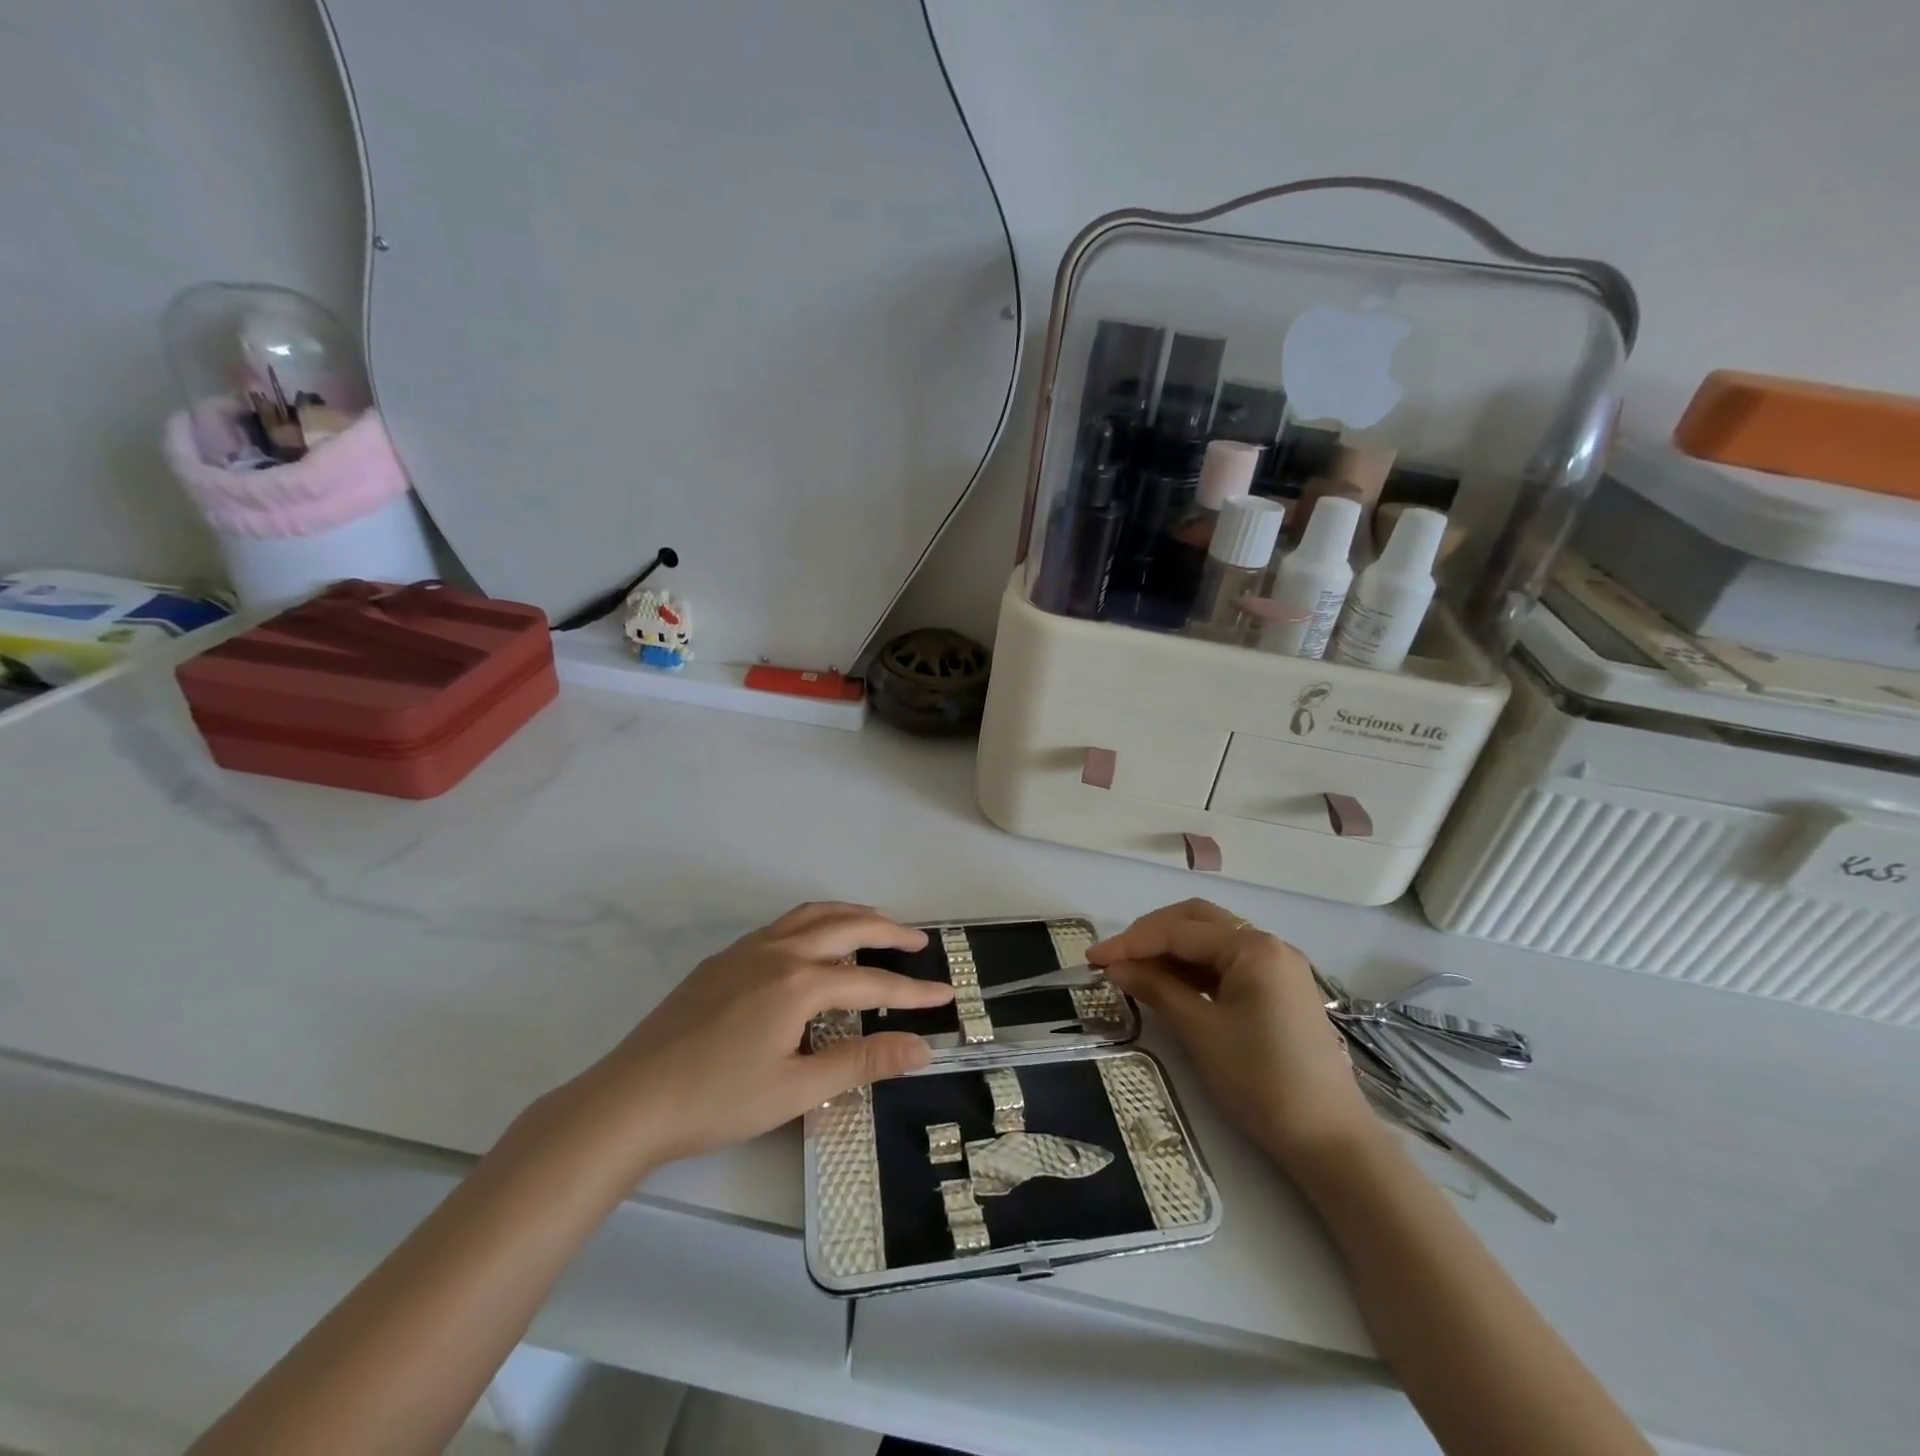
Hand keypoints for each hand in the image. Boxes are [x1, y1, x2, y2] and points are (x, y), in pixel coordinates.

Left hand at [568, 903, 953, 1166]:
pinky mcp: (723, 959)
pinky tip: (814, 945)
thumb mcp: (797, 1089)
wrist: (630, 1100)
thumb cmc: (718, 1100)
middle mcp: (778, 952)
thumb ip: (862, 1062)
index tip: (946, 994)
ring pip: (811, 915)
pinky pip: (783, 924)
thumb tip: (922, 1048)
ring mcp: (746, 950)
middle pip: (846, 925)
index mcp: (799, 983)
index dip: (913, 991)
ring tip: (875, 926)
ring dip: (850, 914)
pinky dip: (815, 922)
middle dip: (888, 931)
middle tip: (918, 942)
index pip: (872, 980)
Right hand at [1087, 899, 1375, 1165]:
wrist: (1330, 1141)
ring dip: (1171, 950)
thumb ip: (1156, 988)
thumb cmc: (1261, 1080)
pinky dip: (1194, 969)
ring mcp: (1277, 967)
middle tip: (1114, 958)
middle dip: (1151, 934)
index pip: (1178, 931)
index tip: (1092, 959)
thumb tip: (1114, 967)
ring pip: (1212, 941)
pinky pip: (1227, 965)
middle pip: (1197, 921)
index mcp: (1253, 947)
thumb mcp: (1200, 1031)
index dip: (1131, 942)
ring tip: (1133, 971)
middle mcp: (1268, 945)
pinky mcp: (1279, 991)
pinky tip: (1169, 984)